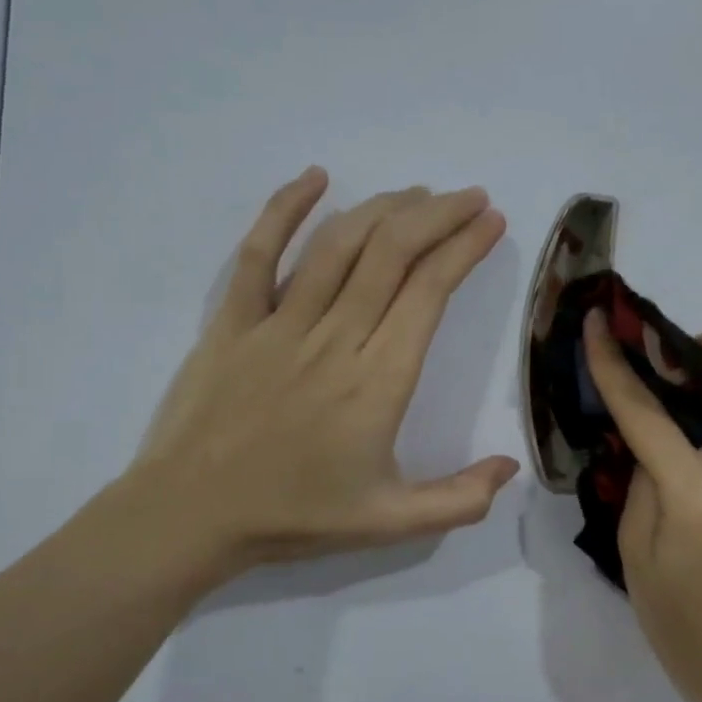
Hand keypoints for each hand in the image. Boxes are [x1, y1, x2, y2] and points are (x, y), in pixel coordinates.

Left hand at [108, 168, 520, 602]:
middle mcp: (335, 338)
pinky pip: (259, 253)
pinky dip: (286, 209)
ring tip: (418, 194)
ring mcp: (279, 323)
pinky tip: (315, 178)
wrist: (190, 517)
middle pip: (393, 253)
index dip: (464, 247)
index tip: (490, 222)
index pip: (429, 291)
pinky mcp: (233, 320)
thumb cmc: (294, 517)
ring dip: (384, 209)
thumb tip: (511, 464)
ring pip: (339, 245)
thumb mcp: (390, 523)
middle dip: (439, 215)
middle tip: (469, 197)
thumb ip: (459, 500)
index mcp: (378, 380)